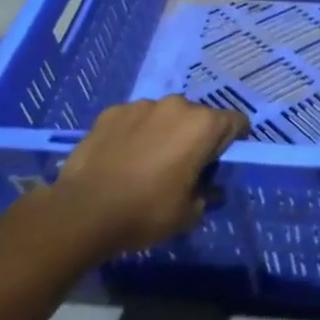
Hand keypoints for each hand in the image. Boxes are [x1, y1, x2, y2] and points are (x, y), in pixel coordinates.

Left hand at [53, 97, 247, 258]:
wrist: (83, 211)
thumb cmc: (146, 212)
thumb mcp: (188, 214)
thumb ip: (207, 195)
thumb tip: (209, 189)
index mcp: (203, 126)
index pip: (236, 122)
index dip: (233, 141)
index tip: (221, 160)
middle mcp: (177, 105)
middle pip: (198, 117)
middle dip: (195, 137)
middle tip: (183, 166)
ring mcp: (142, 105)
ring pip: (164, 116)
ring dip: (164, 132)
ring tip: (147, 161)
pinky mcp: (112, 111)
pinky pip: (134, 119)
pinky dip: (134, 132)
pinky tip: (122, 157)